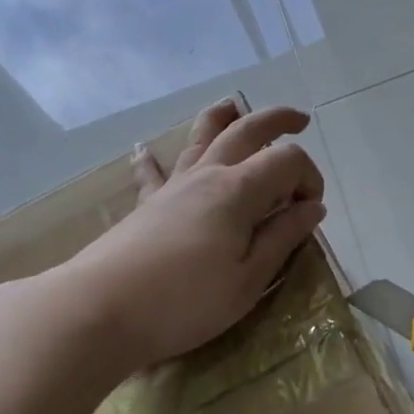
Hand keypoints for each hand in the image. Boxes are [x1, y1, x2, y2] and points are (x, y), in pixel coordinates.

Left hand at [65, 99, 325, 369]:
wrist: (101, 309)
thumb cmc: (186, 301)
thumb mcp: (248, 280)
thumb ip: (282, 238)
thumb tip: (312, 208)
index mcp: (238, 191)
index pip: (287, 161)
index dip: (309, 178)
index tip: (311, 212)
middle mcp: (207, 175)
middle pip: (246, 130)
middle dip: (277, 120)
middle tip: (300, 120)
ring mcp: (173, 186)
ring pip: (200, 136)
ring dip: (221, 117)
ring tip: (234, 104)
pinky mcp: (147, 205)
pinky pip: (153, 172)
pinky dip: (153, 159)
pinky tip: (143, 149)